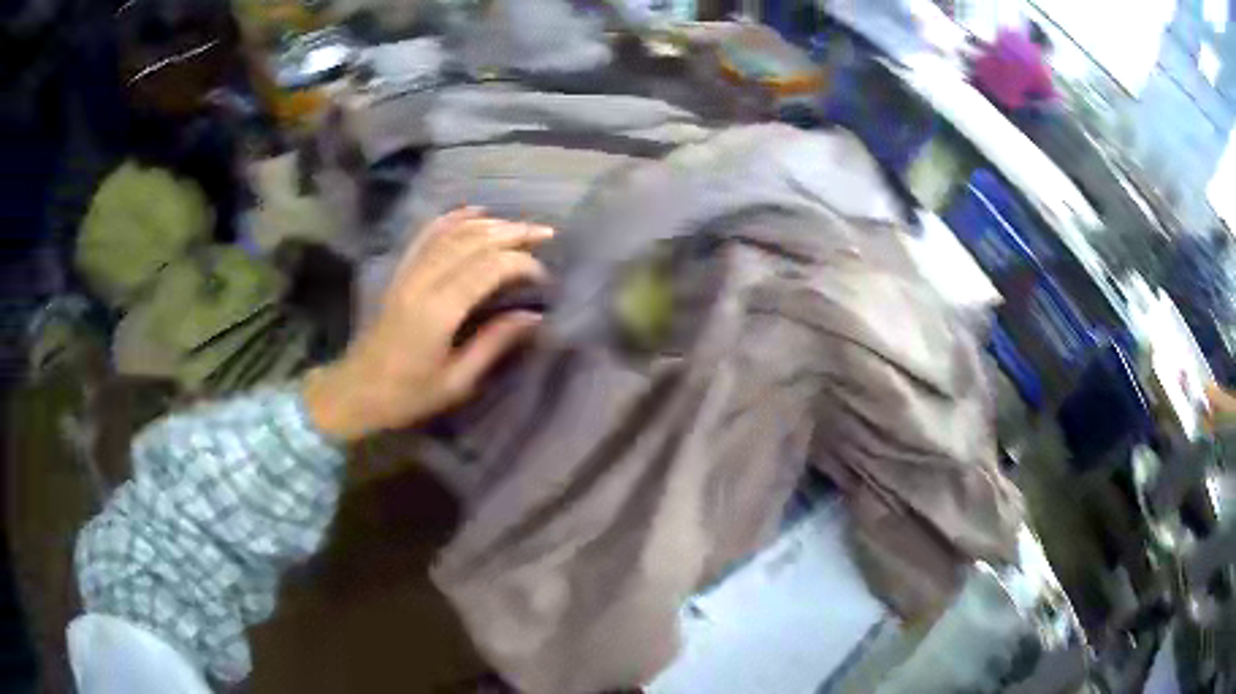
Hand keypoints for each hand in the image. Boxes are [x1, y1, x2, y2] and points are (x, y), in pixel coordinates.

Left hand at [304, 208, 552, 441]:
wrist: (356, 391)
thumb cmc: (407, 395)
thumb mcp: (457, 381)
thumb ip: (494, 344)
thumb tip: (533, 317)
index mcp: (439, 310)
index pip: (488, 267)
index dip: (521, 263)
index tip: (543, 278)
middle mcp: (423, 281)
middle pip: (473, 241)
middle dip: (513, 232)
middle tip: (546, 234)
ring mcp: (408, 272)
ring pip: (452, 232)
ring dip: (489, 223)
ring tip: (520, 225)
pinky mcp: (399, 272)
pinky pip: (427, 235)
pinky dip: (452, 218)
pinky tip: (474, 212)